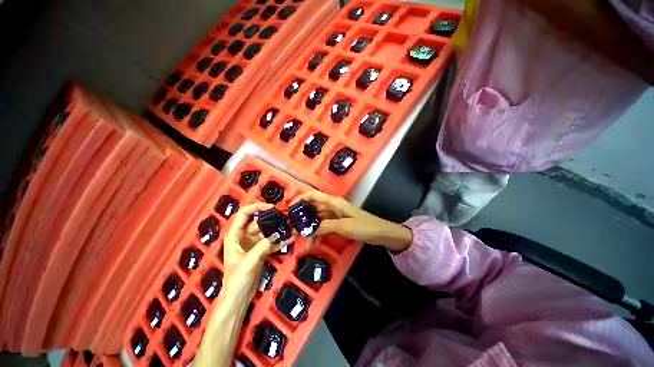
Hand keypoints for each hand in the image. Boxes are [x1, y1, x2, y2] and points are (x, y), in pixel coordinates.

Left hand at [223, 203, 295, 300]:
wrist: (239, 298)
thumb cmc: (237, 279)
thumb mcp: (248, 262)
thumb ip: (262, 246)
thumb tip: (276, 235)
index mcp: (235, 235)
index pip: (244, 213)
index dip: (257, 207)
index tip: (272, 207)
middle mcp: (244, 236)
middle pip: (258, 221)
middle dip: (271, 218)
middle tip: (286, 216)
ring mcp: (253, 243)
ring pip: (266, 231)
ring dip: (277, 228)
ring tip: (291, 225)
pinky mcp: (260, 251)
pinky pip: (271, 241)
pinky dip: (280, 240)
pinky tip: (290, 237)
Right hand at [290, 191, 412, 252]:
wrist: (381, 234)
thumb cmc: (364, 226)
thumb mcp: (343, 226)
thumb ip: (325, 226)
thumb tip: (307, 230)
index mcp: (334, 202)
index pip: (313, 195)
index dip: (300, 199)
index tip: (289, 209)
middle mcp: (333, 207)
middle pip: (314, 209)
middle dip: (303, 219)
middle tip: (293, 231)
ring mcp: (336, 216)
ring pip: (318, 220)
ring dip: (312, 230)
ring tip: (306, 244)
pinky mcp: (339, 224)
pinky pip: (325, 227)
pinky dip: (319, 234)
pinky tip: (315, 244)